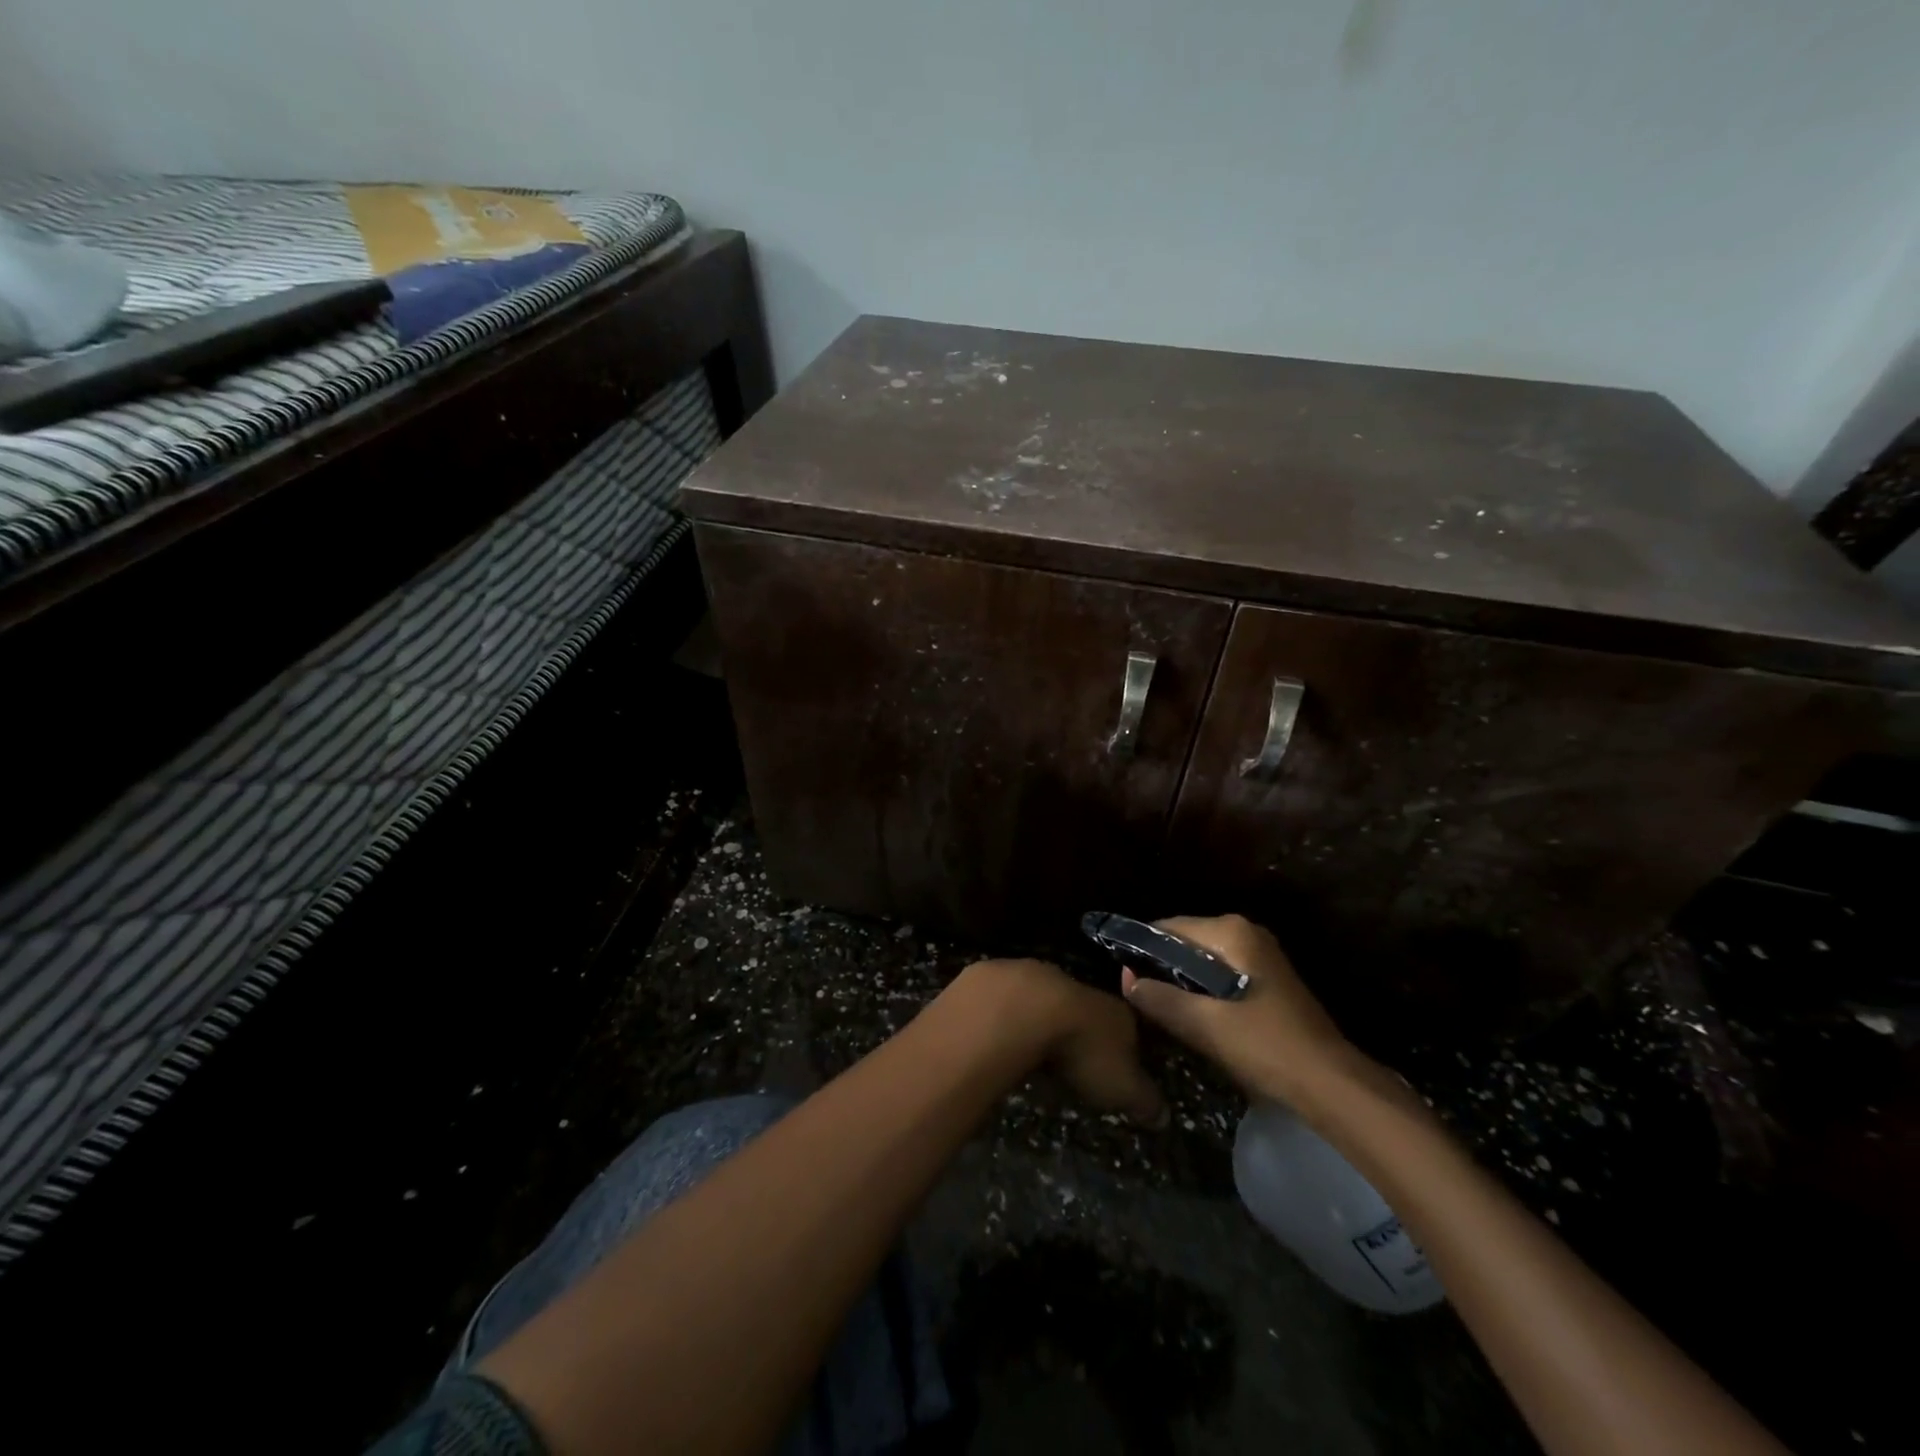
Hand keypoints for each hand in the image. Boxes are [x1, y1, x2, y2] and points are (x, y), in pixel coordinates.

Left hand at [956, 958, 1166, 1127]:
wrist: (1025, 1009)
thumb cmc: (1083, 1050)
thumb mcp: (1123, 1088)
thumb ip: (1145, 1100)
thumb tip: (1164, 1116)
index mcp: (1117, 1013)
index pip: (1132, 1028)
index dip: (1129, 1049)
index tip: (1123, 1069)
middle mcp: (1083, 990)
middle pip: (1090, 1012)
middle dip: (1084, 1034)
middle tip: (1078, 1064)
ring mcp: (1042, 979)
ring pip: (1052, 1002)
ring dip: (1048, 1023)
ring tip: (1041, 1052)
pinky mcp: (1005, 980)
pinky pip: (1016, 1002)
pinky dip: (1015, 1019)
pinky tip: (1009, 1037)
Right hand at [1118, 914, 1356, 1107]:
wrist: (1332, 1087)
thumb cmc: (1266, 1047)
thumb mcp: (1204, 1025)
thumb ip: (1160, 998)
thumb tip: (1126, 980)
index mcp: (1231, 932)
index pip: (1168, 927)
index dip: (1141, 950)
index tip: (1122, 977)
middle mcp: (1246, 934)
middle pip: (1186, 943)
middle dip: (1162, 968)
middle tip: (1138, 997)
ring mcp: (1261, 957)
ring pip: (1203, 963)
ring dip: (1182, 984)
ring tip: (1159, 1010)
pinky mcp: (1268, 983)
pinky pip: (1221, 977)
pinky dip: (1203, 993)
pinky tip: (1193, 1019)